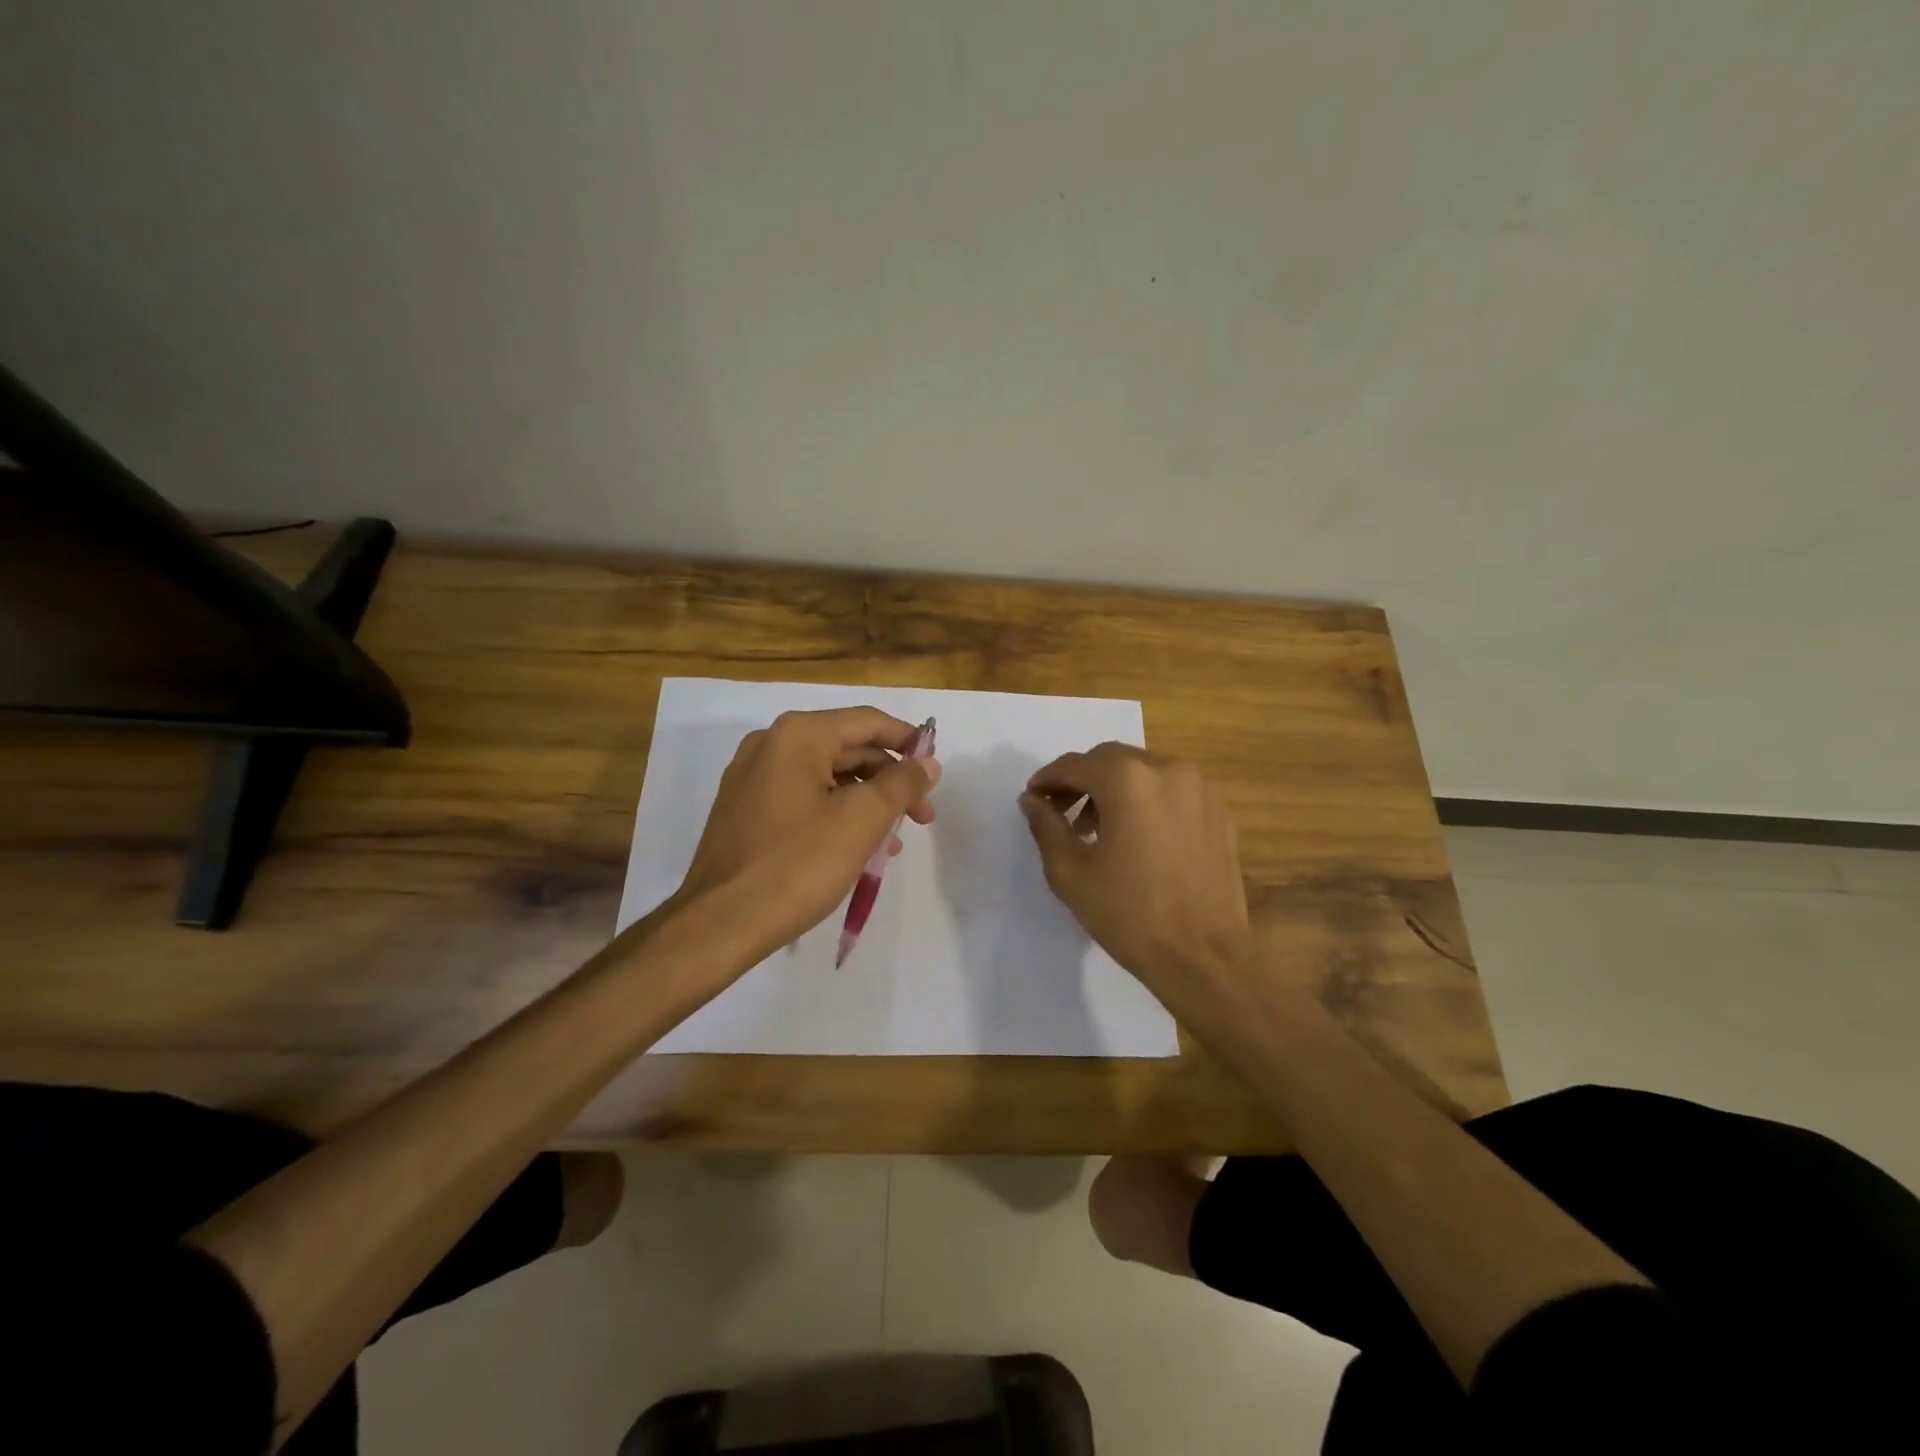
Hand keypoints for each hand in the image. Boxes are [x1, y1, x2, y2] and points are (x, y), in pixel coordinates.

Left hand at [673, 707, 939, 959]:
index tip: (935, 769)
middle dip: (889, 782)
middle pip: (847, 750)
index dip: (908, 740)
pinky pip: (802, 800)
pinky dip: (835, 816)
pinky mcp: (744, 812)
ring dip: (866, 804)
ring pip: (826, 779)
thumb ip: (901, 783)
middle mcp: (770, 746)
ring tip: (891, 844)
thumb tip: (926, 763)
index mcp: (798, 735)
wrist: (720, 924)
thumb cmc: (798, 864)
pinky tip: (855, 851)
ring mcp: (751, 779)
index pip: (867, 722)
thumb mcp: (862, 820)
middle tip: (922, 817)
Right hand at [1019, 744, 1247, 1013]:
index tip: (1033, 798)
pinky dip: (1147, 800)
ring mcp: (1200, 788)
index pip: (1075, 765)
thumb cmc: (1129, 914)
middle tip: (1060, 811)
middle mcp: (1167, 770)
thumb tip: (1032, 800)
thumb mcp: (1070, 873)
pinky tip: (1137, 835)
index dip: (1048, 779)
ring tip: (1098, 827)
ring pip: (1144, 771)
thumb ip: (1046, 826)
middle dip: (1081, 780)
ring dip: (1114, 788)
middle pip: (1111, 760)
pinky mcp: (1219, 811)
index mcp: (1128, 780)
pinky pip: (1172, 791)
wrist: (1204, 957)